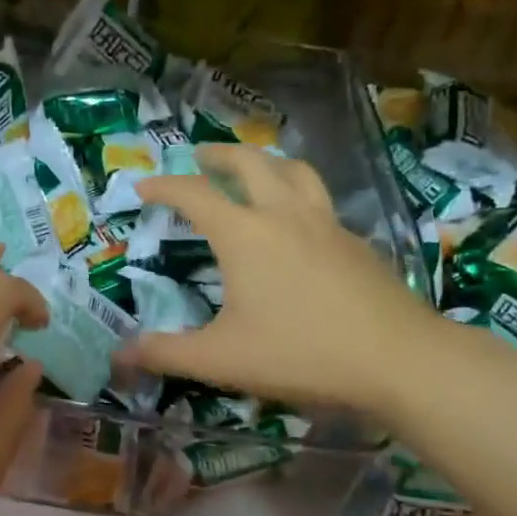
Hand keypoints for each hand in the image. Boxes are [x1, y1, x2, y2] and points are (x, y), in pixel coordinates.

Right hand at [117, 143, 437, 412]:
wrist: (398, 360)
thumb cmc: (301, 354)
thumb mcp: (221, 360)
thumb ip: (165, 354)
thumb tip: (118, 355)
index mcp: (245, 234)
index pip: (194, 195)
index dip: (163, 186)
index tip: (142, 187)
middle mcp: (285, 215)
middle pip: (250, 163)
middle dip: (219, 155)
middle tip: (199, 157)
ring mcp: (328, 224)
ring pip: (295, 171)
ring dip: (266, 162)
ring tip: (253, 170)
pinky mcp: (357, 243)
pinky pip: (322, 202)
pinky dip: (299, 197)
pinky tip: (299, 225)